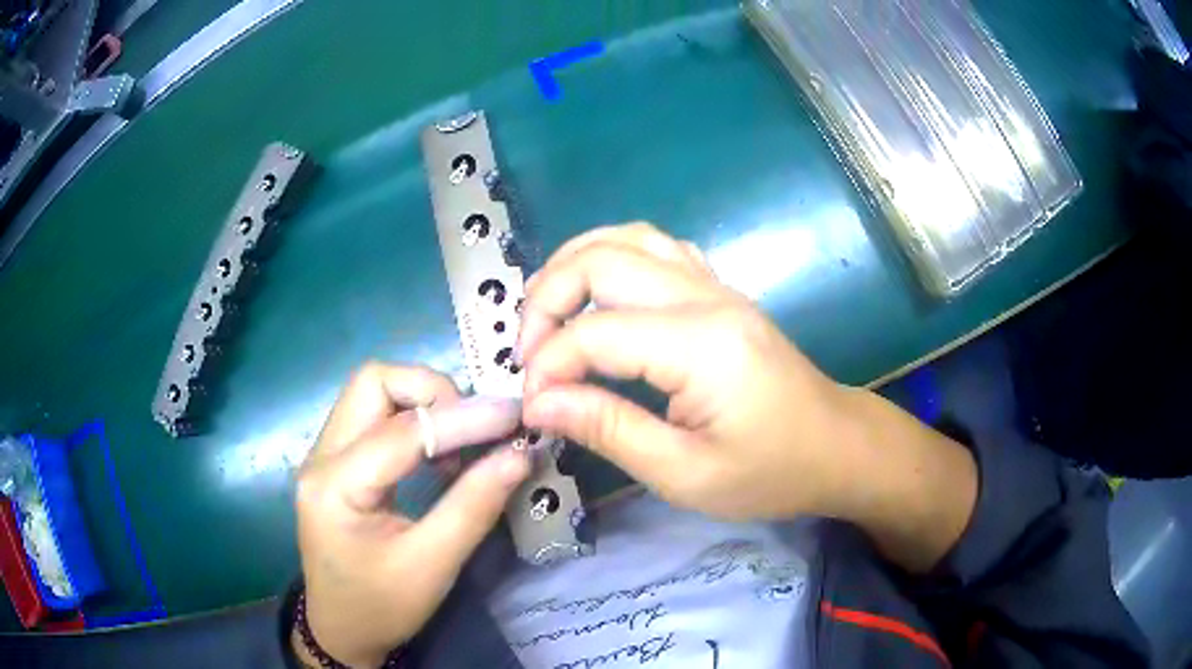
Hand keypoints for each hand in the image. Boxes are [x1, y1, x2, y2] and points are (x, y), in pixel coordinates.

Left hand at [295, 363, 529, 666]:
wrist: (342, 631)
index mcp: (335, 486)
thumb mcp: (432, 565)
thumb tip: (519, 454)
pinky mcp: (336, 462)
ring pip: (373, 391)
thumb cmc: (383, 607)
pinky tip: (437, 453)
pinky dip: (412, 420)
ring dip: (422, 403)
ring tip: (459, 442)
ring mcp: (324, 455)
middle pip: (374, 383)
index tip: (513, 417)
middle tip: (474, 428)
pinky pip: (374, 416)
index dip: (462, 418)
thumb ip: (473, 506)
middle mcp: (320, 456)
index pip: (402, 430)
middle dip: (431, 392)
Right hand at [517, 223, 975, 569]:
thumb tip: (539, 402)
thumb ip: (608, 429)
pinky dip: (612, 260)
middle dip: (546, 299)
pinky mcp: (720, 291)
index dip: (548, 365)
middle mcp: (706, 297)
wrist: (837, 447)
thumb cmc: (771, 472)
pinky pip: (656, 249)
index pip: (595, 333)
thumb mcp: (685, 473)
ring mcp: (716, 286)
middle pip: (602, 260)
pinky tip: (599, 298)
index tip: (531, 406)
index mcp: (700, 345)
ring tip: (546, 315)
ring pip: (628, 238)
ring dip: (574, 265)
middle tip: (528, 353)